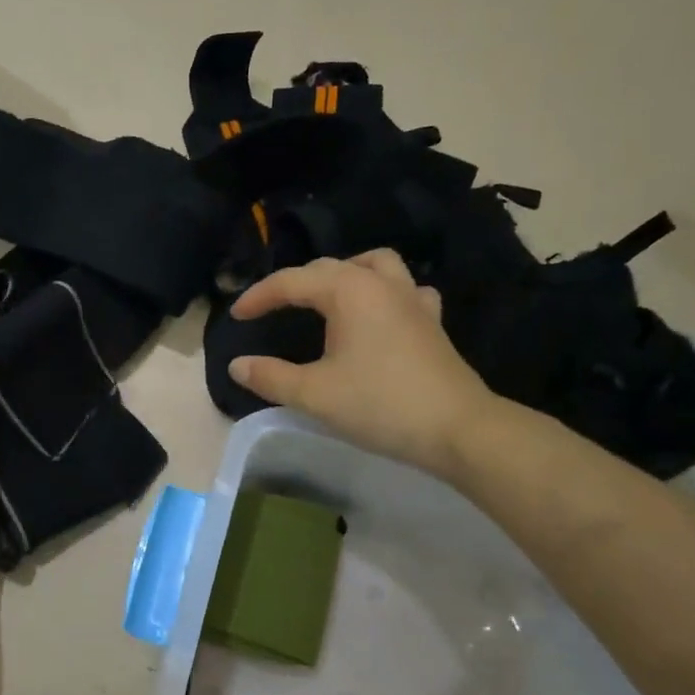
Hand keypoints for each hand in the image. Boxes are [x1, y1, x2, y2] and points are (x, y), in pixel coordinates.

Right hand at [227, 250, 501, 476]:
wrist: (458, 430)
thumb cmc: (380, 405)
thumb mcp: (314, 394)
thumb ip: (270, 376)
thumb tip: (238, 365)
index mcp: (349, 291)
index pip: (291, 282)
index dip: (258, 297)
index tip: (236, 317)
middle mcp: (380, 284)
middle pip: (328, 267)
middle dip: (294, 284)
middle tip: (270, 310)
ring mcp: (412, 299)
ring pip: (374, 265)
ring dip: (344, 273)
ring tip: (325, 296)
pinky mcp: (431, 321)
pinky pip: (404, 289)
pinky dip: (383, 292)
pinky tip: (378, 314)